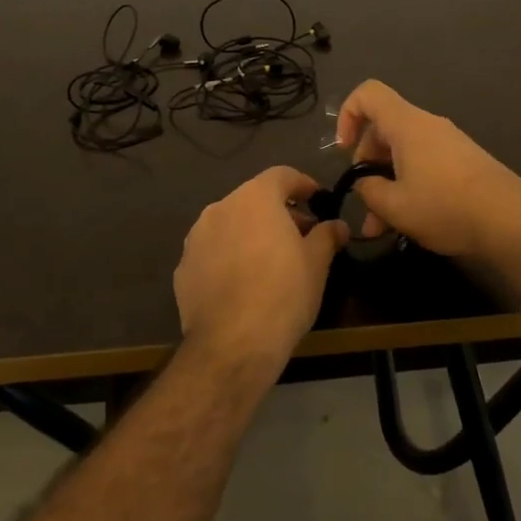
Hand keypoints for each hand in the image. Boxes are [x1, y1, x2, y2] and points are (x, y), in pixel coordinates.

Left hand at [174, 166, 348, 371]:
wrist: (232, 345)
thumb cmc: (283, 294)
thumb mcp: (317, 263)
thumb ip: (327, 236)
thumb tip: (338, 225)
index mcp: (255, 198)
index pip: (282, 175)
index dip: (303, 184)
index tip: (318, 199)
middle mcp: (220, 208)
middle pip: (254, 199)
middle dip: (279, 212)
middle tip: (302, 235)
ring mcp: (196, 238)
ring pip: (230, 224)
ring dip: (252, 233)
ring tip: (272, 260)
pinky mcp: (183, 268)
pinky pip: (213, 251)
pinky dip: (230, 256)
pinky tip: (244, 283)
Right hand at [334, 80, 520, 260]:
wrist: (512, 222)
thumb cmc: (446, 207)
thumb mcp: (395, 206)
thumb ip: (368, 190)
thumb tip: (365, 183)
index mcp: (407, 125)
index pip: (368, 94)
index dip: (347, 115)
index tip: (343, 151)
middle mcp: (428, 126)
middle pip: (384, 130)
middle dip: (366, 165)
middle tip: (364, 204)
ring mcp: (448, 143)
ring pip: (403, 155)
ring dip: (387, 185)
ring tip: (380, 229)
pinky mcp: (463, 163)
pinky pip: (424, 165)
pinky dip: (409, 187)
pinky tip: (408, 223)